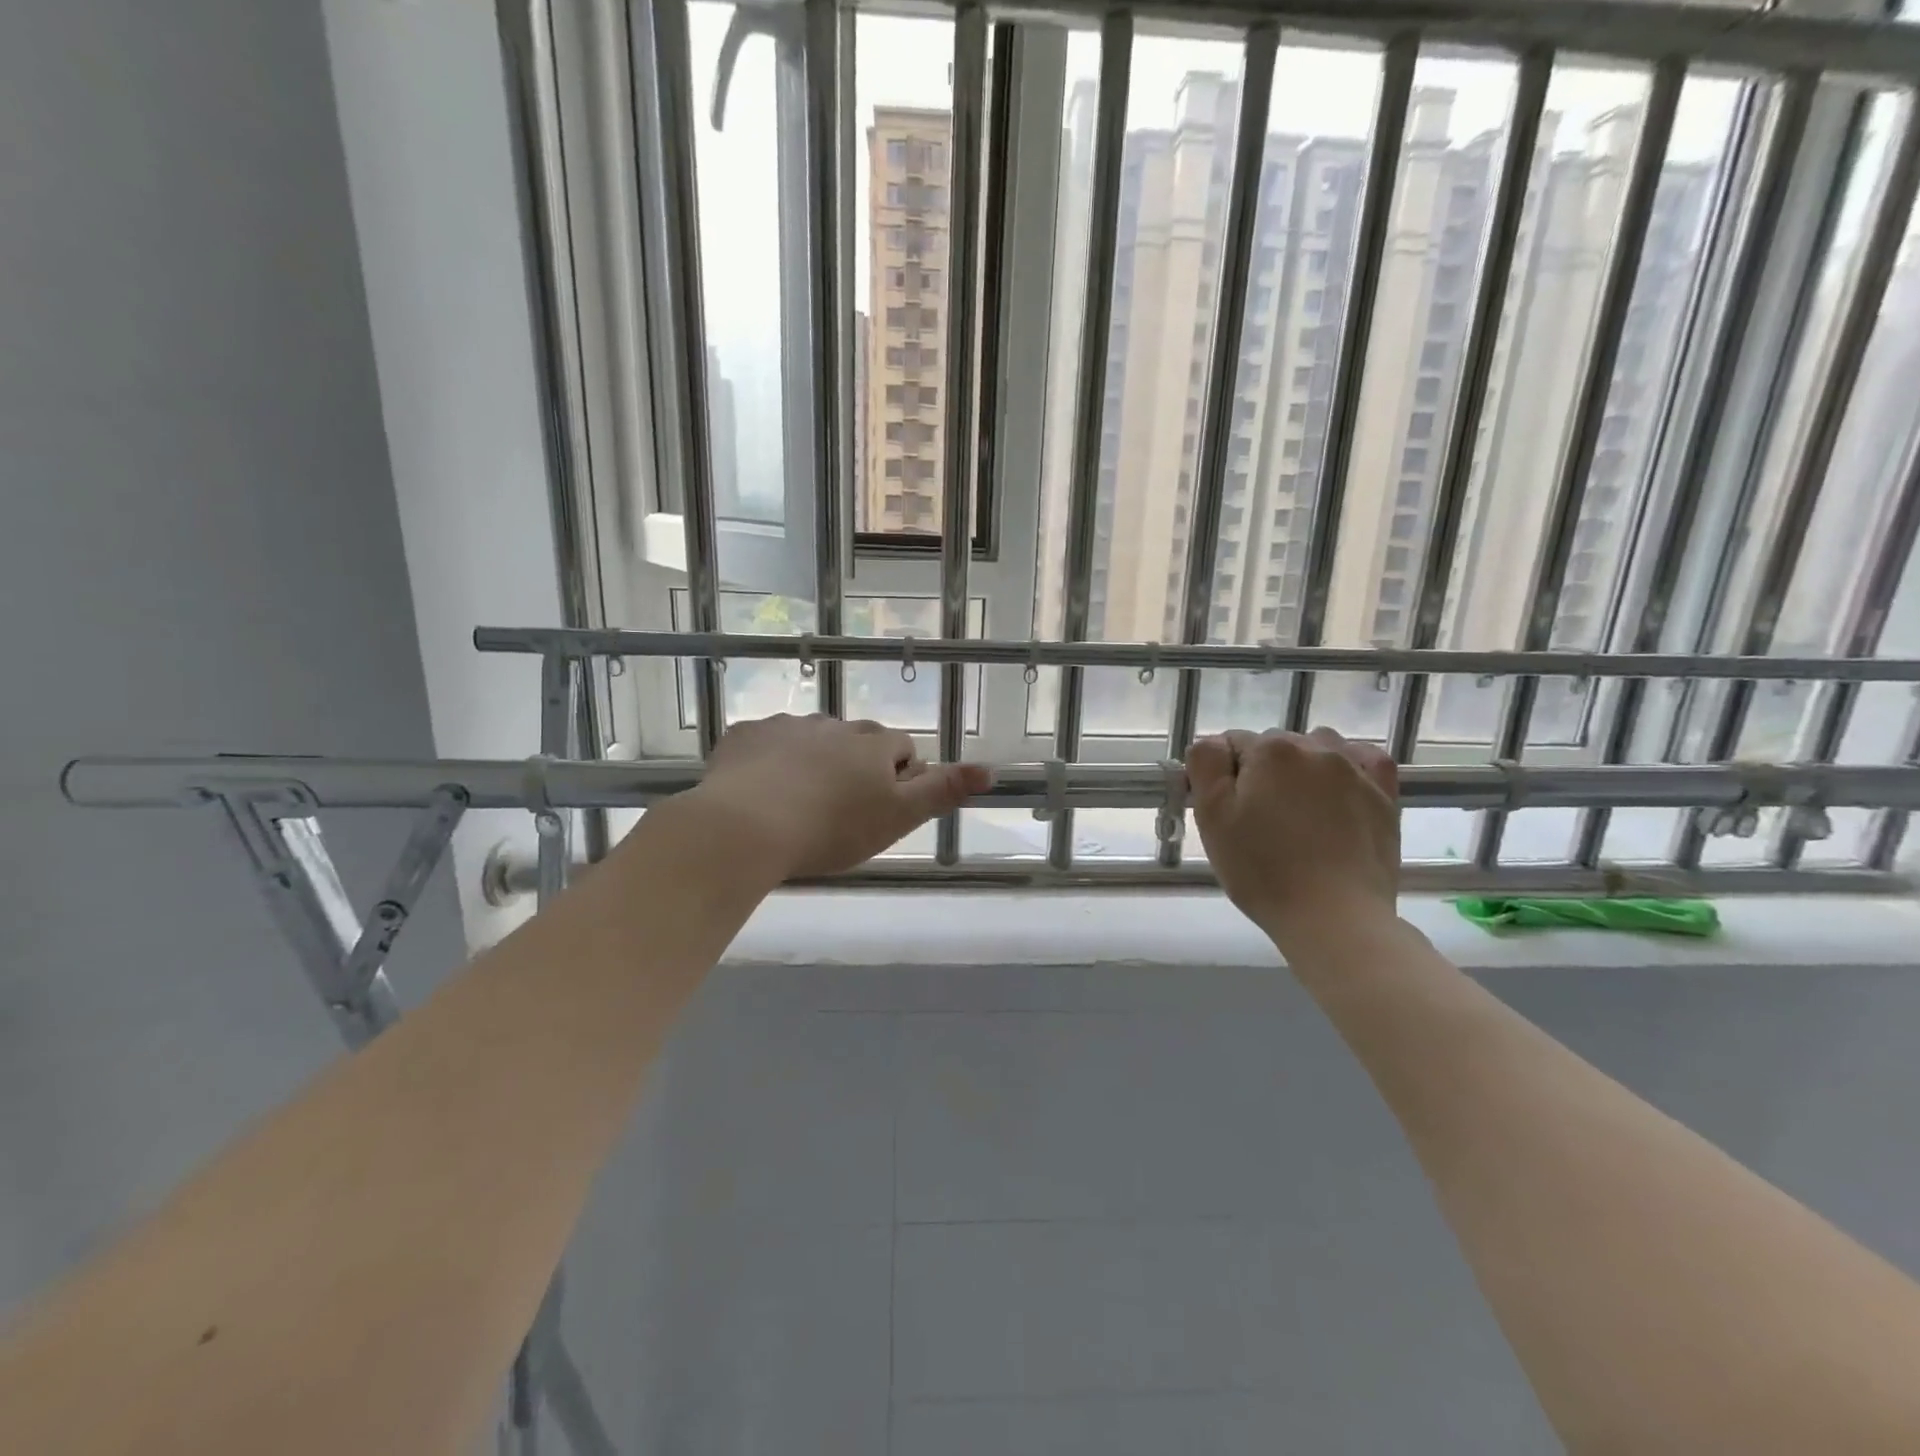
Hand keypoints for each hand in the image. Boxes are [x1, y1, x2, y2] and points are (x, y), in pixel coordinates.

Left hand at [695, 714, 992, 879]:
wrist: (745, 827)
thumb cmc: (831, 829)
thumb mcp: (897, 818)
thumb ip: (942, 791)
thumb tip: (991, 770)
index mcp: (872, 745)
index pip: (901, 748)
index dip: (898, 777)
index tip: (881, 809)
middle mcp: (833, 725)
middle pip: (857, 741)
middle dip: (856, 766)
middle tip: (840, 811)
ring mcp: (786, 726)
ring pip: (812, 739)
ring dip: (814, 762)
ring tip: (798, 804)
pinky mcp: (746, 735)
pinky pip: (767, 742)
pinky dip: (770, 760)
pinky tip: (760, 791)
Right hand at [1187, 726, 1399, 948]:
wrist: (1334, 917)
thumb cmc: (1263, 871)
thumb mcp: (1212, 818)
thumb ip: (1205, 766)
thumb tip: (1213, 744)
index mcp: (1269, 751)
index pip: (1231, 744)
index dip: (1221, 777)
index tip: (1225, 812)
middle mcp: (1314, 747)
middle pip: (1273, 746)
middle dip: (1260, 772)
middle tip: (1257, 821)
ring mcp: (1355, 769)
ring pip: (1317, 747)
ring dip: (1301, 767)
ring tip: (1297, 809)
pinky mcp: (1384, 795)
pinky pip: (1364, 760)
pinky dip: (1348, 766)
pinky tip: (1338, 790)